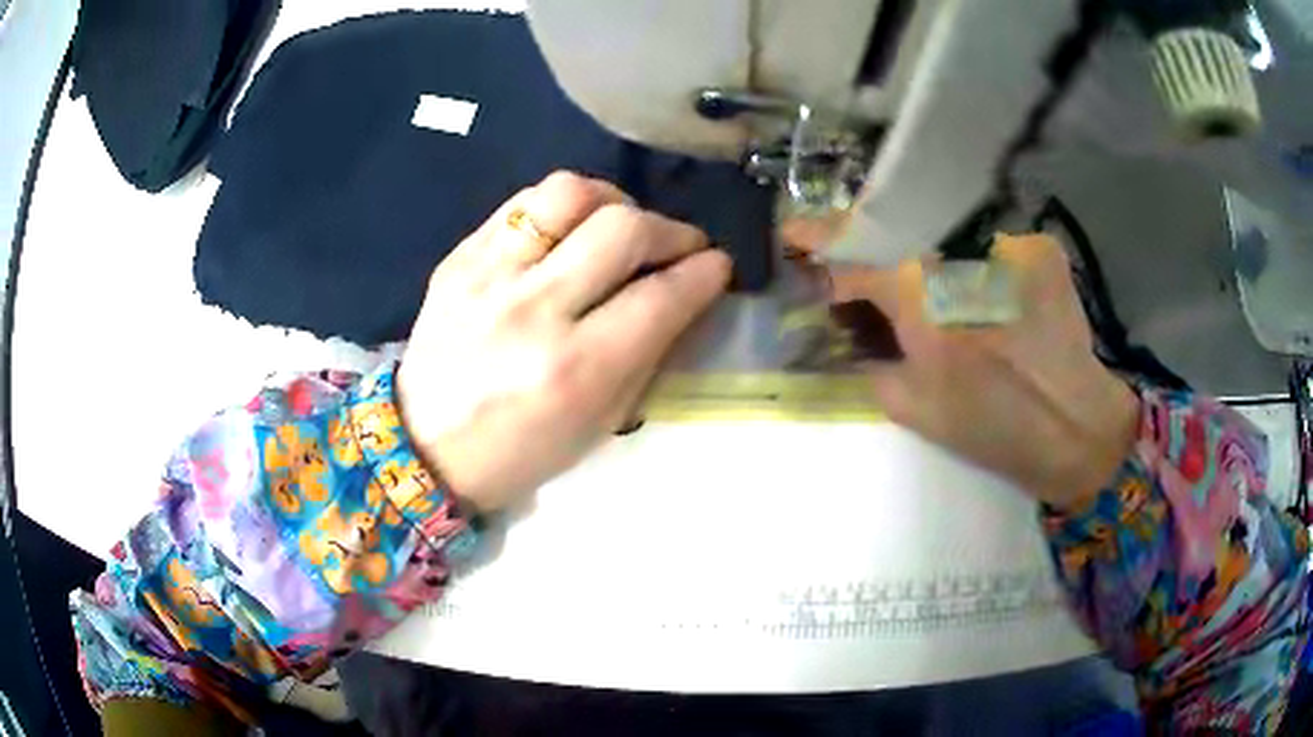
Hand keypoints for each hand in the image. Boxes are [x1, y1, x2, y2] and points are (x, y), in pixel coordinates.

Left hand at [397, 172, 731, 513]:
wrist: (423, 446)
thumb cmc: (520, 452)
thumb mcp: (598, 424)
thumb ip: (647, 354)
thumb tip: (683, 295)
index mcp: (574, 370)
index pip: (660, 296)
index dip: (704, 273)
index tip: (718, 265)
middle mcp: (533, 310)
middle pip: (623, 230)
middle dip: (671, 230)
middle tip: (681, 244)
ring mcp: (488, 275)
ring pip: (570, 194)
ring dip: (615, 201)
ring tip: (623, 224)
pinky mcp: (459, 257)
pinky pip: (522, 202)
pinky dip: (563, 206)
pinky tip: (571, 228)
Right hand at [831, 234, 1139, 508]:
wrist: (1074, 429)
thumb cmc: (992, 429)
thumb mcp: (912, 409)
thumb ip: (871, 362)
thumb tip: (853, 328)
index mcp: (923, 301)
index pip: (855, 253)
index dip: (819, 241)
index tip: (793, 234)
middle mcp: (961, 258)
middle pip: (899, 231)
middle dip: (876, 250)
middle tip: (871, 283)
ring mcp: (1005, 246)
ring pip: (945, 237)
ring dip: (929, 261)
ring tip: (943, 304)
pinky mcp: (1037, 249)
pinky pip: (987, 246)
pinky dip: (976, 268)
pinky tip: (989, 303)